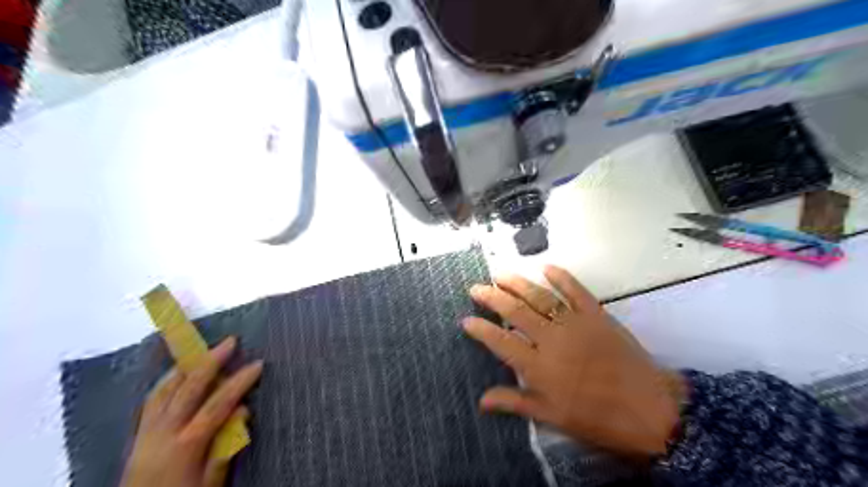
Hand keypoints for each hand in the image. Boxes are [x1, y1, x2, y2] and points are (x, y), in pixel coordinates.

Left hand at [117, 337, 263, 486]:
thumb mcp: (211, 482)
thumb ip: (226, 446)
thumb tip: (243, 410)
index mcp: (186, 444)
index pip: (218, 404)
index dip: (239, 382)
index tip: (258, 364)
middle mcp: (164, 432)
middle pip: (188, 388)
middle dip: (211, 361)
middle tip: (230, 342)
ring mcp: (147, 431)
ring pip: (165, 389)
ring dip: (186, 366)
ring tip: (203, 350)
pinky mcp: (138, 435)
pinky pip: (152, 399)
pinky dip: (167, 381)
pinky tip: (177, 374)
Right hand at [464, 265, 681, 457]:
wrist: (649, 408)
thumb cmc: (597, 416)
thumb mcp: (552, 416)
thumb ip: (515, 403)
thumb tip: (482, 400)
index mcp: (539, 366)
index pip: (500, 341)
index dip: (481, 329)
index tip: (467, 320)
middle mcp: (551, 339)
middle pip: (515, 312)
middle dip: (492, 298)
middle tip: (477, 288)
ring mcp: (574, 323)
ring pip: (540, 297)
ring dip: (518, 284)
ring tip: (500, 275)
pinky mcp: (596, 314)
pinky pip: (576, 291)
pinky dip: (562, 277)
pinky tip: (546, 267)